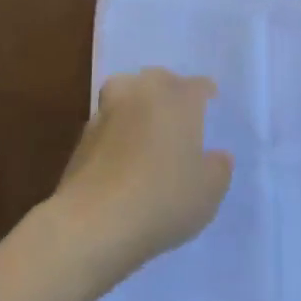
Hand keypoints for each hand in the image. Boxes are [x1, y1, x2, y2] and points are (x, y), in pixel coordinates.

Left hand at [51, 68, 233, 290]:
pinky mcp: (83, 135)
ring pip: (125, 91)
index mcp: (177, 99)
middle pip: (157, 80)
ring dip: (137, 101)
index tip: (210, 100)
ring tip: (147, 123)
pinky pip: (108, 120)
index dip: (205, 92)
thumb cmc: (163, 199)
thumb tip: (218, 156)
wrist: (94, 220)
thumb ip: (217, 169)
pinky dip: (117, 128)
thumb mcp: (208, 192)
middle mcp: (140, 94)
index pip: (196, 86)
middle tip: (179, 111)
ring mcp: (107, 112)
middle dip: (169, 90)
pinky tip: (123, 151)